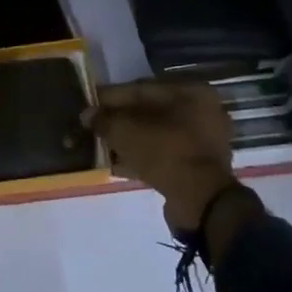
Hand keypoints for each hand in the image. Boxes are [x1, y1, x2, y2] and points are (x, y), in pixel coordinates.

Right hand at [89, 79, 238, 232]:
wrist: (201, 202)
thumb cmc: (165, 152)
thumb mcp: (126, 131)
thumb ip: (104, 119)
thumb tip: (88, 115)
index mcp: (190, 92)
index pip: (142, 88)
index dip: (112, 97)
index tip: (90, 103)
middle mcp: (202, 112)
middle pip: (151, 112)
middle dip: (121, 120)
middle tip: (96, 126)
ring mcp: (203, 142)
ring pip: (157, 135)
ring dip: (130, 140)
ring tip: (102, 146)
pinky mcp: (199, 168)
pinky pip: (164, 155)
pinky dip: (142, 158)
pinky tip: (116, 165)